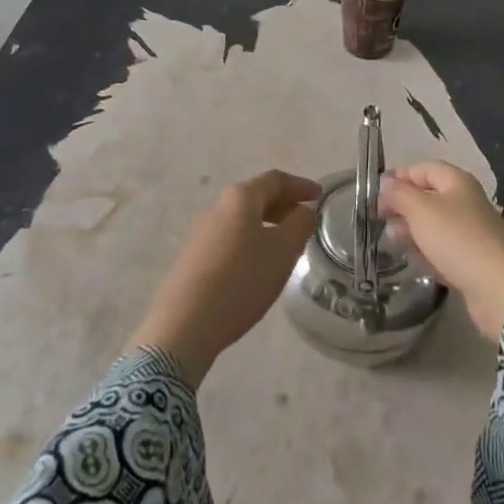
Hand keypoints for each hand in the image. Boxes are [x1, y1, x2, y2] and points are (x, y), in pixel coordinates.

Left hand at [127, 170, 321, 384]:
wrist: (184, 324)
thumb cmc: (241, 279)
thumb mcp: (283, 251)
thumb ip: (300, 224)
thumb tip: (303, 210)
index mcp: (240, 197)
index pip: (275, 179)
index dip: (300, 185)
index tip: (319, 195)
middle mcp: (218, 207)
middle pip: (256, 196)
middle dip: (283, 204)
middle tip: (304, 220)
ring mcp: (202, 233)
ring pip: (242, 219)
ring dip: (267, 225)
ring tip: (285, 246)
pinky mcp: (193, 258)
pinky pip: (230, 239)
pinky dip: (251, 242)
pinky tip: (257, 267)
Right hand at [379, 162, 503, 342]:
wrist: (499, 288)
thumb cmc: (457, 239)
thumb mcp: (421, 210)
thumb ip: (399, 194)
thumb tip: (385, 182)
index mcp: (457, 182)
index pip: (423, 169)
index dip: (399, 176)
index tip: (375, 192)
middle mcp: (465, 203)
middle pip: (428, 197)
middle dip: (403, 206)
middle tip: (380, 220)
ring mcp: (470, 233)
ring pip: (434, 226)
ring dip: (412, 232)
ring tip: (392, 242)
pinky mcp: (472, 261)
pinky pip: (443, 251)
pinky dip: (427, 254)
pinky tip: (414, 263)